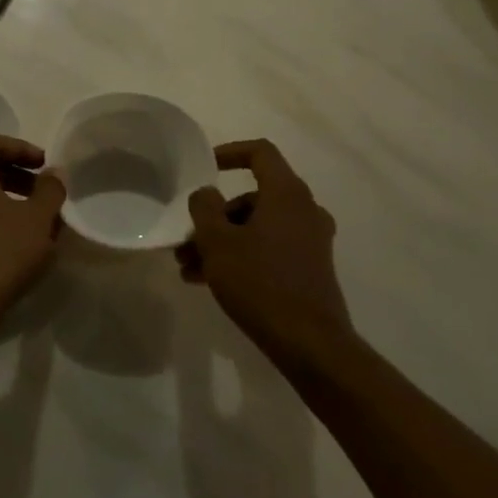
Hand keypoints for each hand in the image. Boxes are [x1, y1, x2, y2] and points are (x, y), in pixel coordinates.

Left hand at [0, 132, 66, 335]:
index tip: (45, 165)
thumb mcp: (37, 220)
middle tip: (42, 189)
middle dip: (15, 172)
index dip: (21, 148)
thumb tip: (54, 172)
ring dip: (5, 193)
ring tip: (34, 214)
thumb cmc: (0, 253)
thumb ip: (50, 190)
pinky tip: (15, 235)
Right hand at [177, 139, 350, 356]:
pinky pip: (268, 249)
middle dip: (214, 216)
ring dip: (221, 241)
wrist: (310, 344)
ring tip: (189, 268)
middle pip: (252, 197)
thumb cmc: (260, 282)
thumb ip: (204, 208)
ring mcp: (310, 241)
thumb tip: (206, 194)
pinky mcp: (309, 269)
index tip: (205, 167)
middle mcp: (304, 211)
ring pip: (256, 227)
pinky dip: (240, 256)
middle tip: (187, 239)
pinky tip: (209, 281)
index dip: (229, 152)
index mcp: (287, 194)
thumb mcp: (217, 242)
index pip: (260, 153)